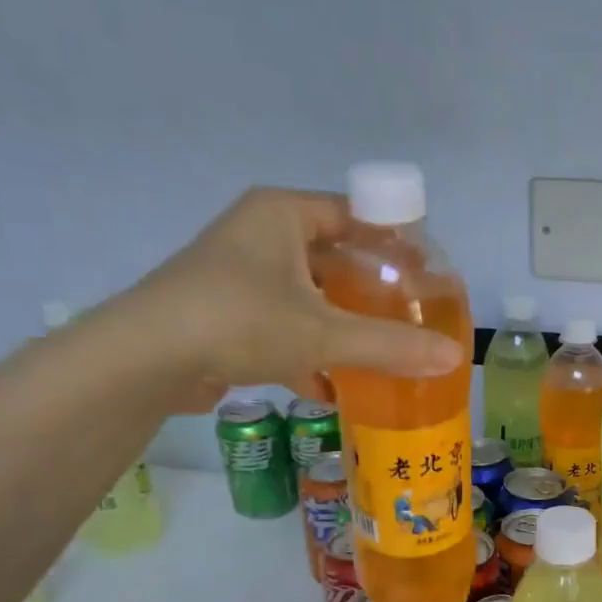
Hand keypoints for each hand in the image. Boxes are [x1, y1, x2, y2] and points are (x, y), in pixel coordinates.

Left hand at [126, 187, 463, 405]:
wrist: (146, 359)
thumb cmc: (239, 320)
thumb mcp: (323, 333)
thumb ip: (390, 345)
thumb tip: (455, 357)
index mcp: (283, 215)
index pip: (355, 214)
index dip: (396, 241)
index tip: (428, 275)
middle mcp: (261, 235)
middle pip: (335, 258)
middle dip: (372, 291)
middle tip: (412, 317)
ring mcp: (241, 276)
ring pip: (310, 296)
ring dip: (343, 325)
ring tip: (383, 352)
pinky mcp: (228, 315)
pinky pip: (285, 326)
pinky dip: (310, 352)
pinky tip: (333, 387)